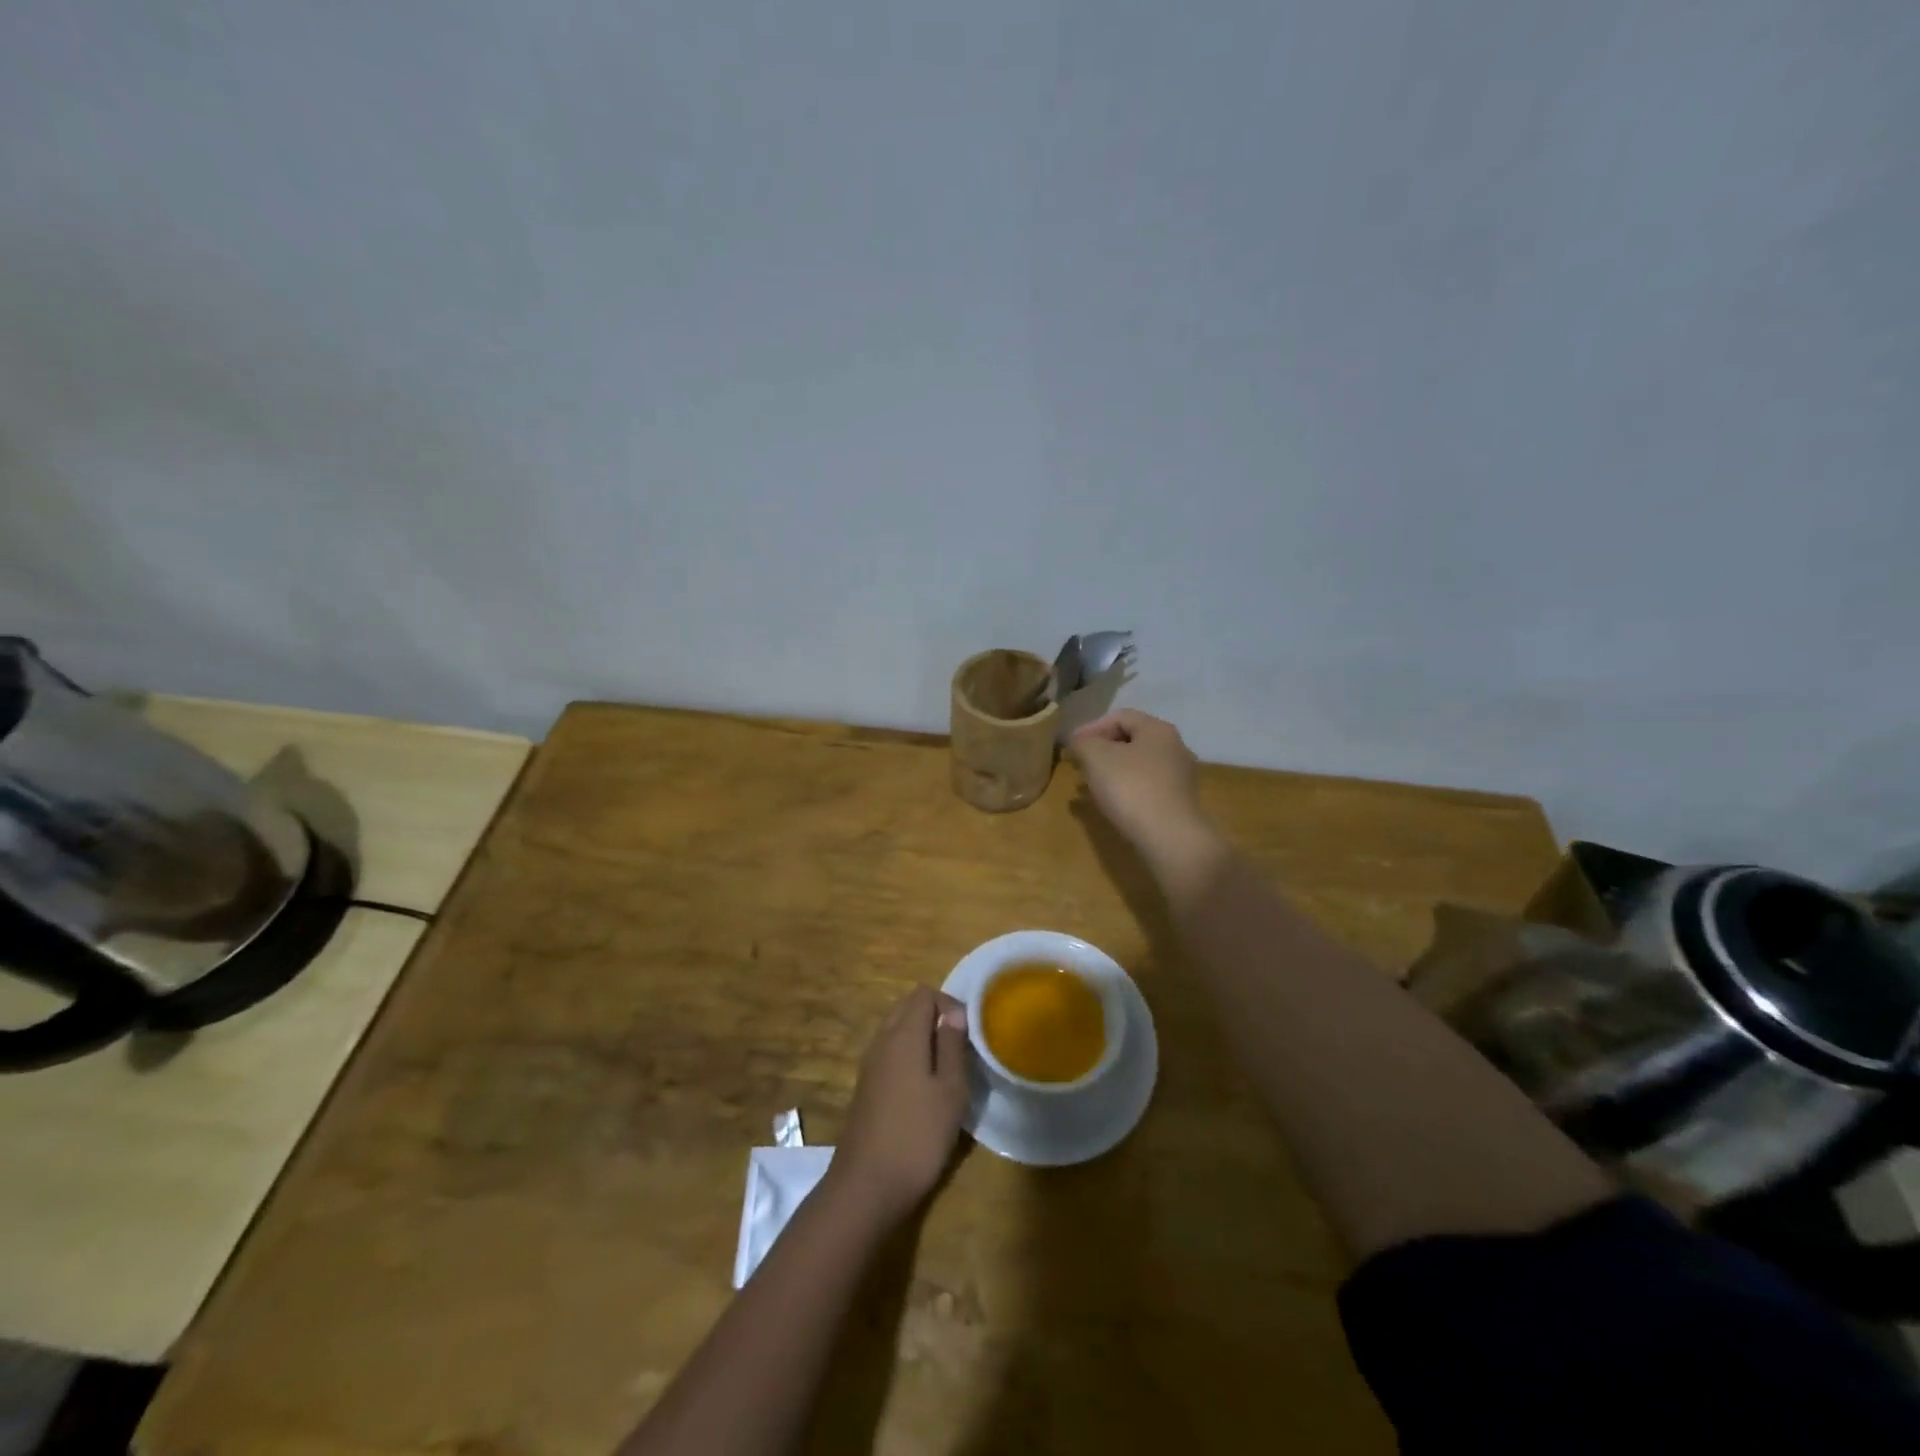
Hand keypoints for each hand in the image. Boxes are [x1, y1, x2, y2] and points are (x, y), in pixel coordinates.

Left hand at [829, 987, 969, 1225]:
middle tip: (959, 1047)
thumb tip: (954, 1012)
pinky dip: (908, 1055)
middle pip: (907, 1007)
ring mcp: (869, 1064)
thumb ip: (952, 1046)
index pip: (924, 994)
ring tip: (946, 1068)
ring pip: (897, 1029)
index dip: (949, 1004)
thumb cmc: (917, 1136)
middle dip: (935, 1017)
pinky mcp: (865, 1086)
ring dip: (921, 1036)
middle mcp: (882, 1040)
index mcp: (903, 1035)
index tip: (968, 1033)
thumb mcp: (950, 1091)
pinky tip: (924, 1088)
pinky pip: (889, 1052)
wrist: (866, 1186)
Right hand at [1066, 709, 1211, 858]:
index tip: (1071, 746)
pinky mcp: (1178, 802)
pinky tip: (1110, 803)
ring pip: (1137, 764)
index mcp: (1158, 730)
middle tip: (1079, 764)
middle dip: (1100, 749)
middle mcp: (1174, 747)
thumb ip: (1082, 743)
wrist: (1169, 838)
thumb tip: (1078, 742)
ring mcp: (1179, 776)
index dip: (1091, 727)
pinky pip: (1145, 786)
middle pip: (1131, 740)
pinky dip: (1124, 788)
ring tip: (1089, 785)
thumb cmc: (1131, 788)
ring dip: (1111, 771)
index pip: (1120, 716)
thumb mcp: (1096, 757)